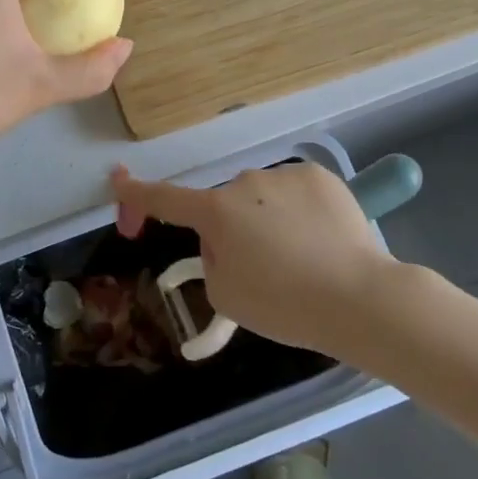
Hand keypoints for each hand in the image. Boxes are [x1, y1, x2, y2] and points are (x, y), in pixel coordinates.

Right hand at [111, 162, 392, 354]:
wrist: (359, 297)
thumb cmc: (285, 304)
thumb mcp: (227, 296)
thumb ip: (212, 261)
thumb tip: (226, 241)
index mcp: (216, 212)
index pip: (165, 198)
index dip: (137, 193)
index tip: (118, 180)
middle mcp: (245, 182)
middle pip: (226, 206)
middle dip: (232, 230)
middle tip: (263, 270)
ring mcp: (285, 174)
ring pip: (262, 197)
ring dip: (269, 219)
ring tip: (303, 259)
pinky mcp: (320, 175)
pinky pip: (295, 192)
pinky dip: (300, 211)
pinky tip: (322, 240)